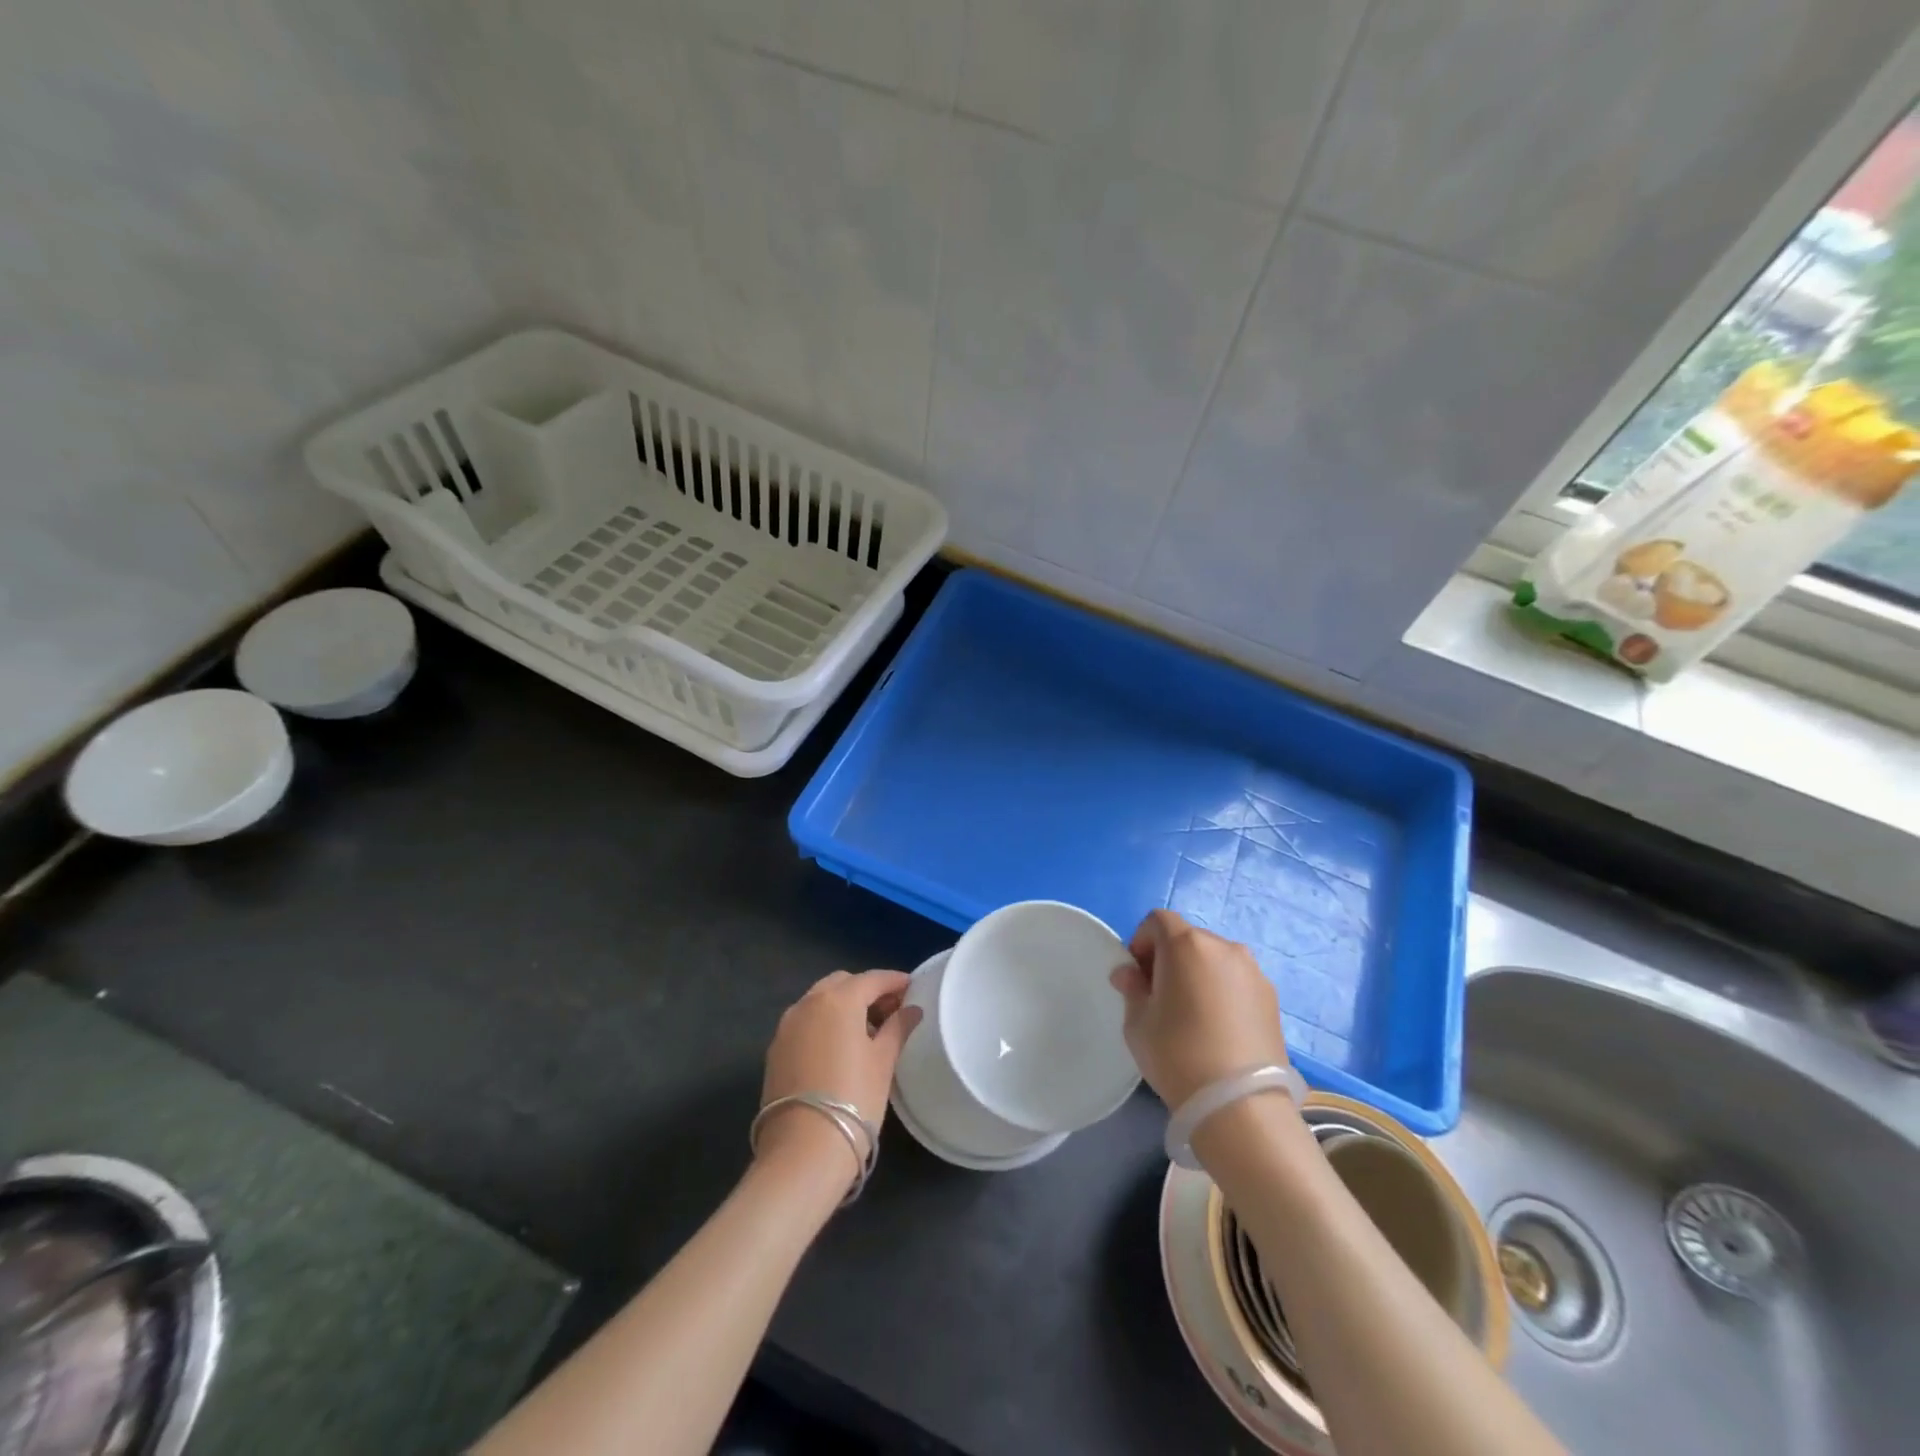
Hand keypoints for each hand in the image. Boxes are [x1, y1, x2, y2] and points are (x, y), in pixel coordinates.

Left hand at [756, 970, 921, 1178]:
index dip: (894, 981)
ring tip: (867, 1031)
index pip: (872, 979)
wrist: (802, 1151)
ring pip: (820, 1001)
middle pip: (842, 984)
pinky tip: (840, 1048)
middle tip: (890, 1011)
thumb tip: (911, 1010)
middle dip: (866, 991)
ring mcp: (787, 1026)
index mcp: (838, 1000)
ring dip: (843, 1006)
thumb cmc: (854, 1099)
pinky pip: (805, 1022)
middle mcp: (807, 1003)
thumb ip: (897, 1028)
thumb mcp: (883, 1062)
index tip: (912, 987)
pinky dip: (824, 1023)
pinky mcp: (775, 1050)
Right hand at [1111, 910, 1288, 1109]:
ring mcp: (1253, 971)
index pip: (1157, 920)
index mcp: (1186, 944)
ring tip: (1193, 1016)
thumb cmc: (1177, 1054)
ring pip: (1214, 960)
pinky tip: (1218, 1029)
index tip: (1137, 976)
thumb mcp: (1137, 1022)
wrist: (1240, 1105)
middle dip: (1169, 959)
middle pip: (1188, 938)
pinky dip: (1222, 992)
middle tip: (1161, 997)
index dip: (1141, 942)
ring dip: (1198, 974)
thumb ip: (1132, 989)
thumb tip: (1129, 974)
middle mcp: (1223, 947)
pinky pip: (1236, 981)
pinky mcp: (1272, 997)